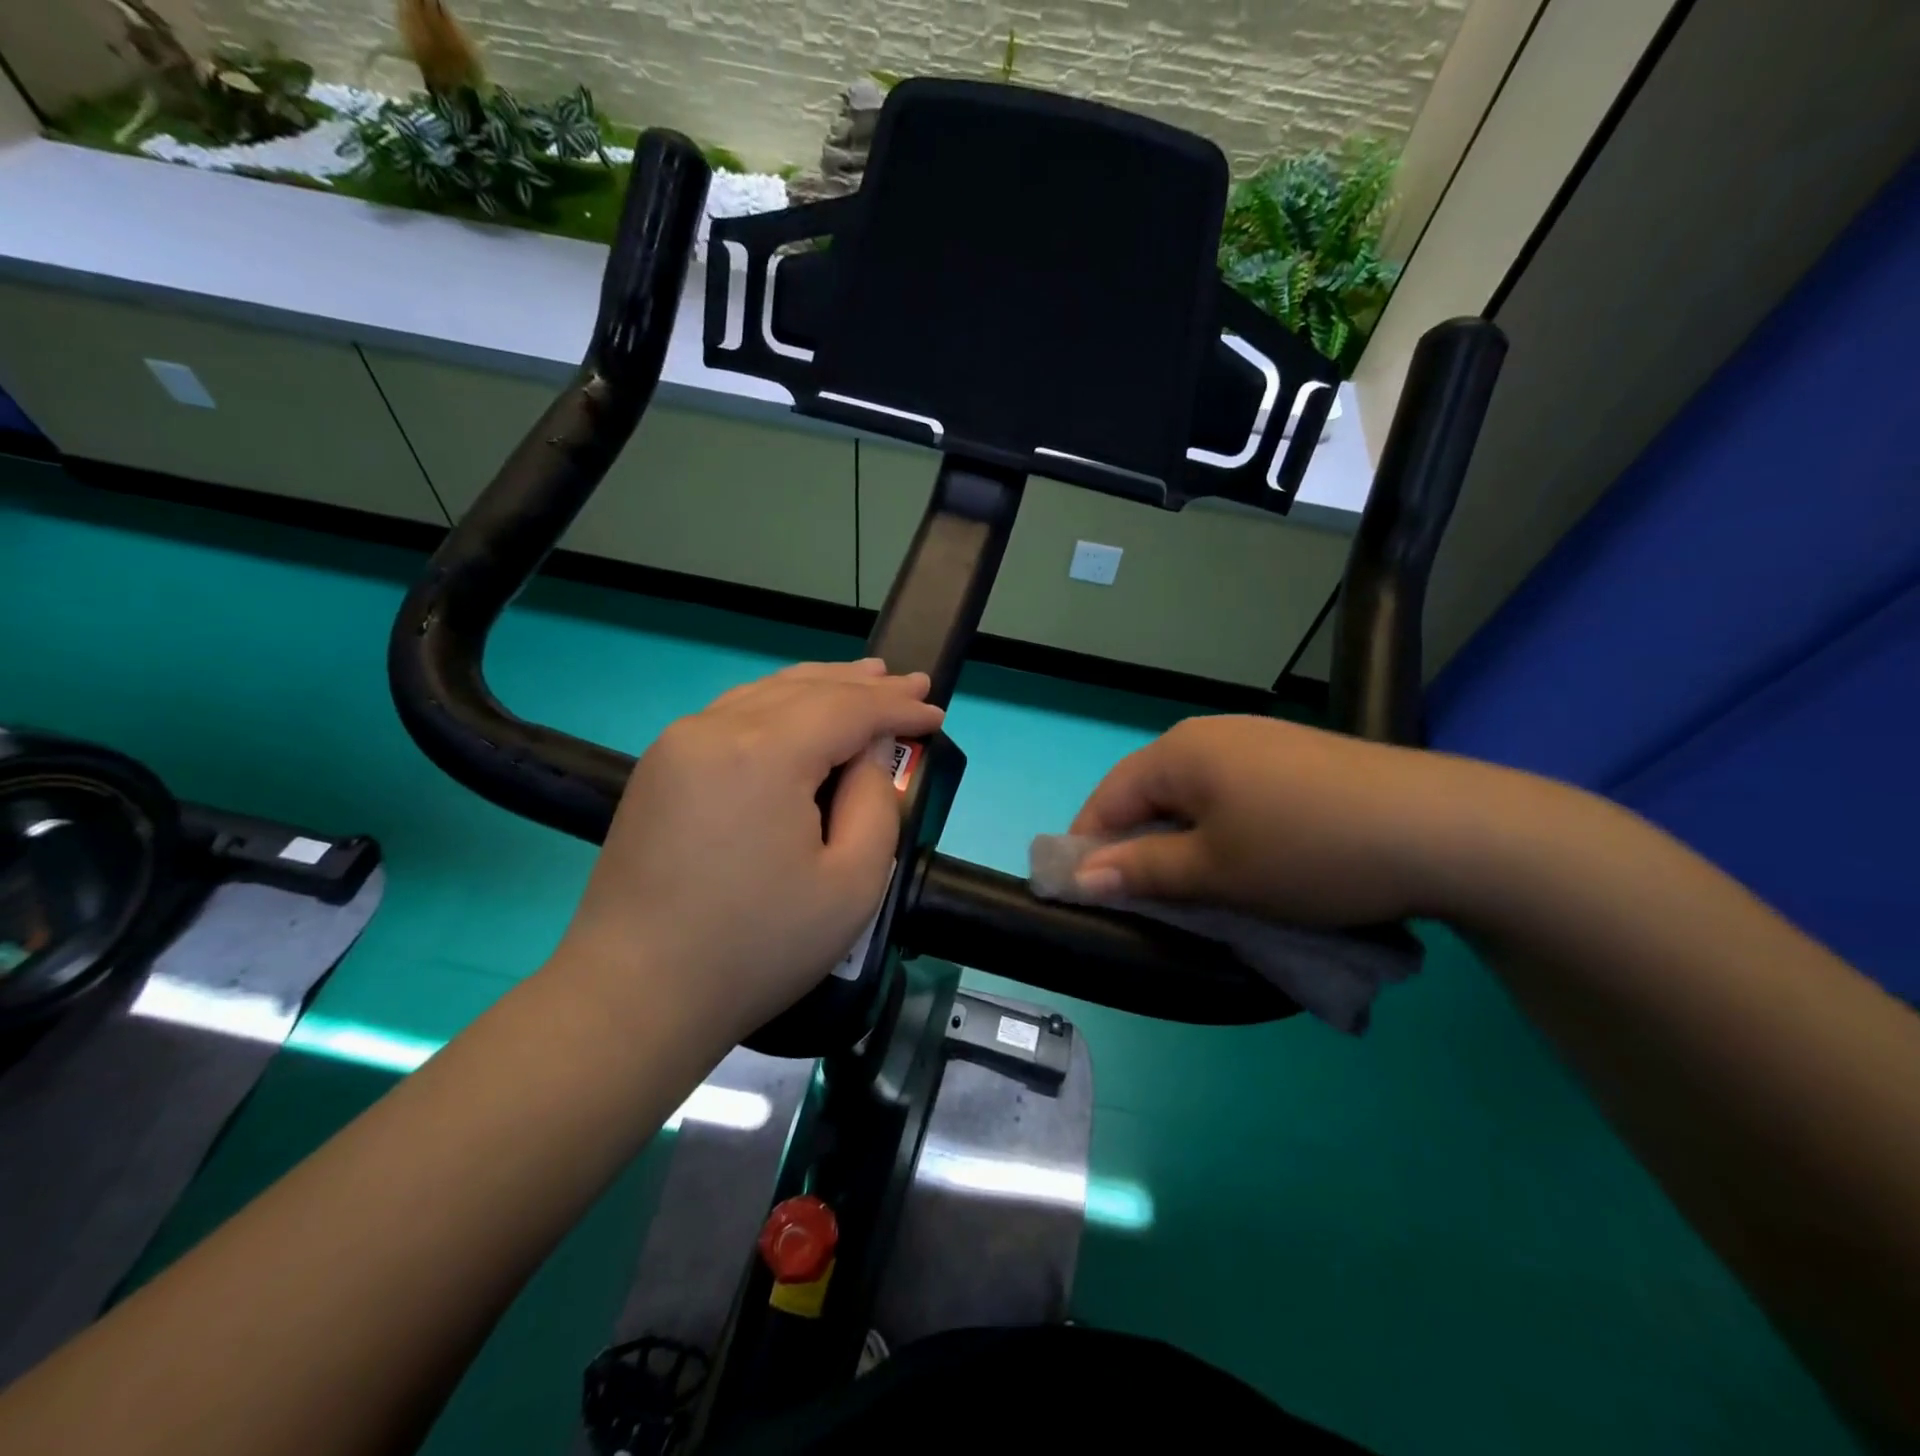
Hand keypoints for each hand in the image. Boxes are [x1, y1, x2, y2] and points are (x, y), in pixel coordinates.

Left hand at [550, 660, 943, 1046]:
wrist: (635, 995)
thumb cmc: (757, 947)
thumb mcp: (852, 884)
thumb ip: (877, 803)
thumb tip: (869, 753)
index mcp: (763, 752)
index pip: (847, 709)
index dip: (896, 708)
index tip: (936, 710)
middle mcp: (713, 729)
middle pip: (804, 689)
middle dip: (863, 685)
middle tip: (909, 682)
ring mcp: (677, 745)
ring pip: (764, 693)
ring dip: (819, 686)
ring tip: (864, 677)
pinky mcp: (659, 768)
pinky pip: (732, 714)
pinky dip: (777, 704)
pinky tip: (798, 710)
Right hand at [1069, 714, 1509, 926]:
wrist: (1443, 829)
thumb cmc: (1306, 850)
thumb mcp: (1214, 871)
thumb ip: (1142, 871)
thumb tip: (1081, 876)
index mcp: (1179, 751)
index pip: (1107, 797)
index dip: (1087, 846)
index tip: (1085, 895)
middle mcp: (1212, 734)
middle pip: (1150, 794)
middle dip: (1138, 846)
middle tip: (1146, 901)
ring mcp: (1260, 741)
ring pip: (1194, 796)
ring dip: (1183, 841)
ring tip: (1199, 887)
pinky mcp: (1297, 758)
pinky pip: (1235, 794)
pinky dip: (1224, 829)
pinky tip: (1249, 859)